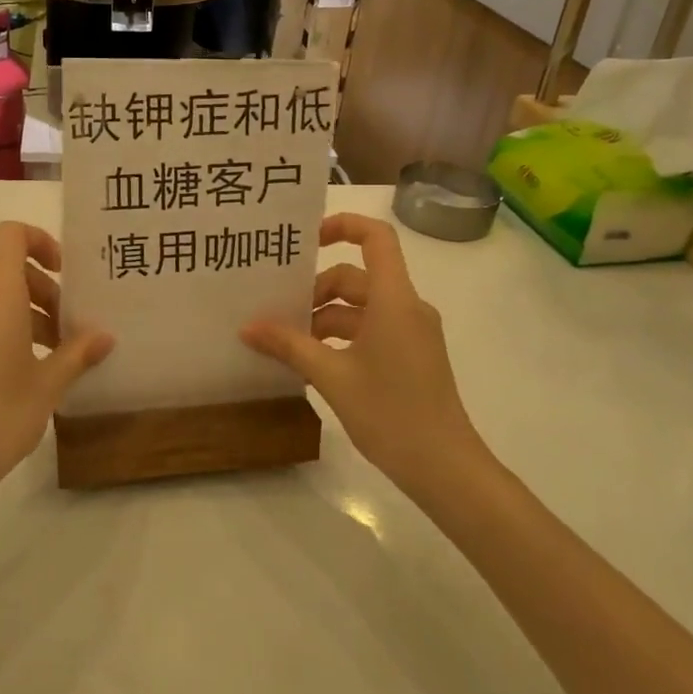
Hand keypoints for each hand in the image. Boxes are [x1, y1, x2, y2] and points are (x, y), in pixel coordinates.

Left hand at [0, 221, 112, 511]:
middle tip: (69, 332)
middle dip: (44, 292)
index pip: (10, 236)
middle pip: (8, 272)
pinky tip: (21, 374)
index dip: (40, 240)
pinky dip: (4, 331)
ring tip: (53, 357)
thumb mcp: (47, 386)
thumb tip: (105, 336)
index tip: (64, 273)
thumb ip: (77, 354)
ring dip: (27, 315)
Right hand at [241, 213, 485, 491]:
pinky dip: (341, 337)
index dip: (342, 225)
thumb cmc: (391, 413)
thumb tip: (247, 327)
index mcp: (394, 299)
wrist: (445, 468)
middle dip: (315, 291)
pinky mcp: (411, 355)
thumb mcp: (332, 376)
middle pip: (355, 277)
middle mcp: (406, 307)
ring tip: (287, 344)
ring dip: (324, 318)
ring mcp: (411, 332)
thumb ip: (289, 346)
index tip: (305, 240)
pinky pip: (370, 329)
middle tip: (278, 315)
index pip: (376, 238)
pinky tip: (312, 363)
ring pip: (360, 307)